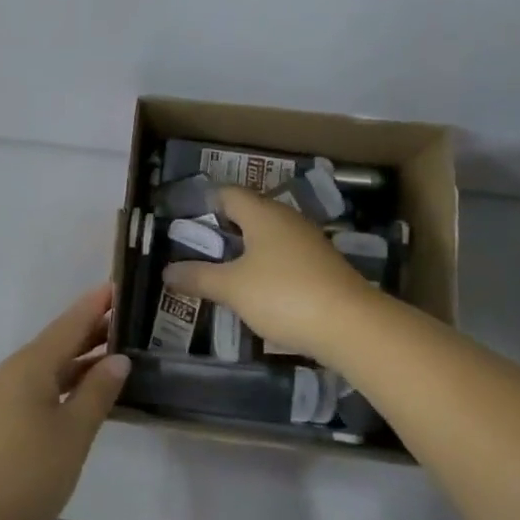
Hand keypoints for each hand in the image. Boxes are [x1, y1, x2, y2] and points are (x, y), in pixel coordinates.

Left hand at [0, 286, 128, 519]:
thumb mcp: (72, 435)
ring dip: (75, 361)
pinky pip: (32, 388)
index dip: (95, 305)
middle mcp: (10, 372)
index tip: (118, 285)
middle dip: (89, 332)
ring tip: (109, 359)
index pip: (69, 324)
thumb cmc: (24, 476)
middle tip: (126, 324)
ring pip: (44, 368)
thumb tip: (118, 359)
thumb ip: (97, 393)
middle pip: (56, 343)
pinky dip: (59, 383)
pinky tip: (75, 398)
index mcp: (30, 365)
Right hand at [162, 186, 379, 361]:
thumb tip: (167, 272)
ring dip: (247, 250)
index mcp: (262, 213)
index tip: (184, 220)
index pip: (228, 193)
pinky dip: (268, 267)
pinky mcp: (323, 266)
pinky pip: (286, 257)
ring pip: (269, 236)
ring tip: (223, 271)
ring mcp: (309, 242)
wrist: (353, 326)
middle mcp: (287, 219)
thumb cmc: (284, 295)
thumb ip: (199, 277)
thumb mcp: (233, 288)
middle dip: (224, 228)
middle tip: (198, 248)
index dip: (205, 202)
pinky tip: (258, 290)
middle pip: (249, 213)